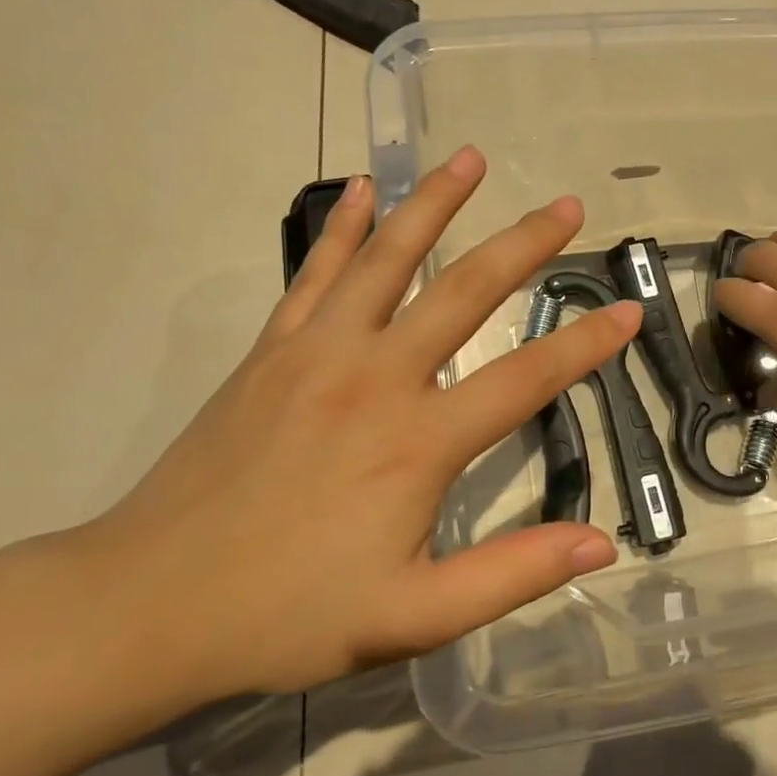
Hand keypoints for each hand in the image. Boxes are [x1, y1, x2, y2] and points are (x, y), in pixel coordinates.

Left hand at [80, 147, 635, 703]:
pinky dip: (341, 227)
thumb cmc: (287, 613)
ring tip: (470, 158)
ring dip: (433, 204)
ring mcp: (318, 352)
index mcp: (418, 441)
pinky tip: (359, 189)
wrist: (148, 603)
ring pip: (388, 258)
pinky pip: (316, 272)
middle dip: (525, 244)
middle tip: (567, 206)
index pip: (525, 378)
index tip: (628, 310)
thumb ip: (510, 575)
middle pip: (465, 291)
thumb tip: (602, 544)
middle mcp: (376, 376)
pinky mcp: (272, 349)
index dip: (585, 345)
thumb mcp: (411, 617)